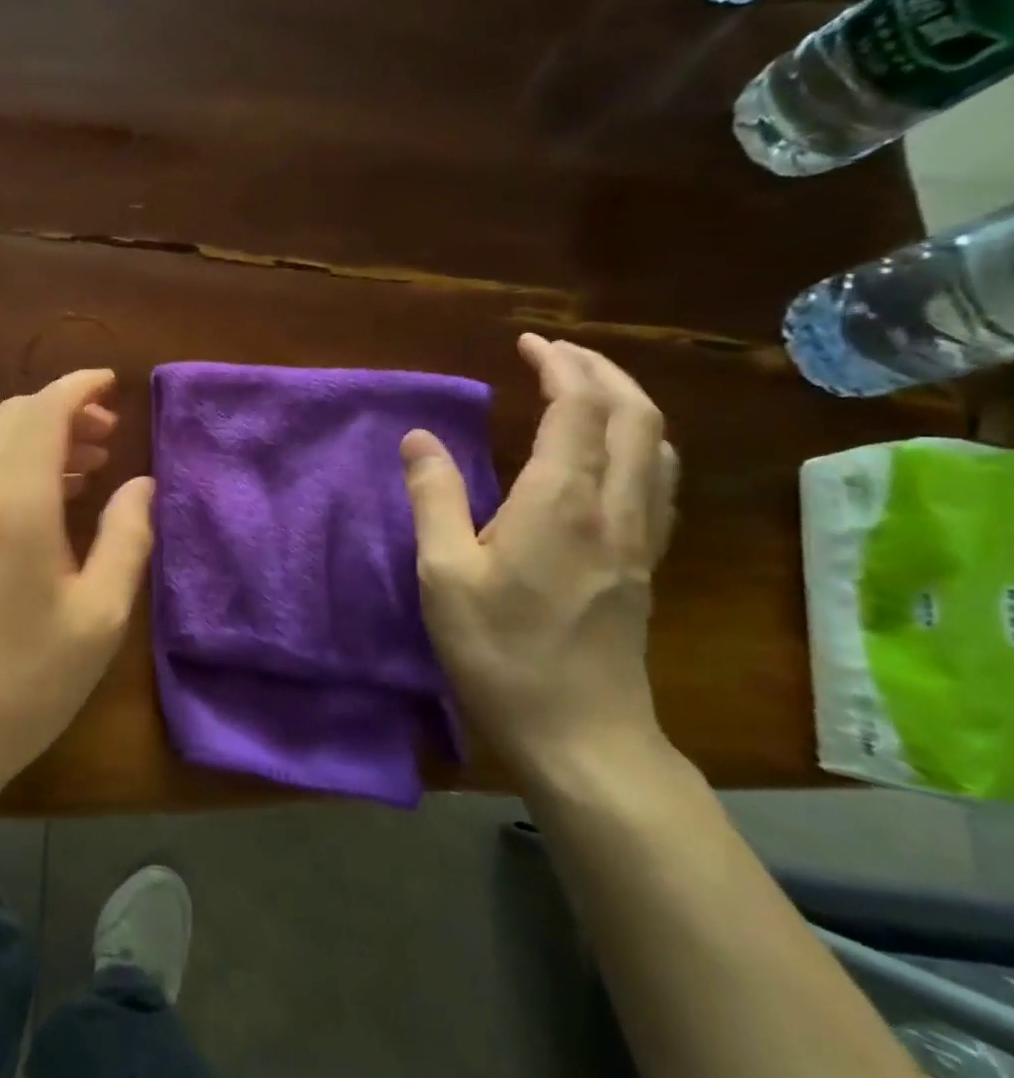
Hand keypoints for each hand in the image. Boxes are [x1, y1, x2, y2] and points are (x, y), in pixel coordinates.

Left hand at [0, 369, 155, 802]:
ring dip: (38, 441)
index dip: (78, 389)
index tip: (111, 385)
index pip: (42, 413)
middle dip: (61, 411)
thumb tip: (142, 484)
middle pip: (11, 420)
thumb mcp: (100, 616)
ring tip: (89, 467)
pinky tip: (46, 506)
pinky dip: (14, 469)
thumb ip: (127, 538)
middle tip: (109, 435)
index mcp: (13, 504)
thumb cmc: (26, 682)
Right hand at [400, 334, 679, 784]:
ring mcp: (639, 537)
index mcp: (561, 502)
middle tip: (555, 353)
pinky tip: (612, 454)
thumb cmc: (499, 651)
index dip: (557, 365)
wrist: (581, 734)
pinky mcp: (644, 563)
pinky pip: (658, 479)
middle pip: (633, 414)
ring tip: (584, 389)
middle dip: (599, 370)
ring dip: (626, 401)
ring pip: (656, 444)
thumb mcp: (443, 574)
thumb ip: (433, 497)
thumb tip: (419, 438)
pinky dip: (639, 441)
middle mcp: (614, 507)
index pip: (577, 408)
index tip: (526, 343)